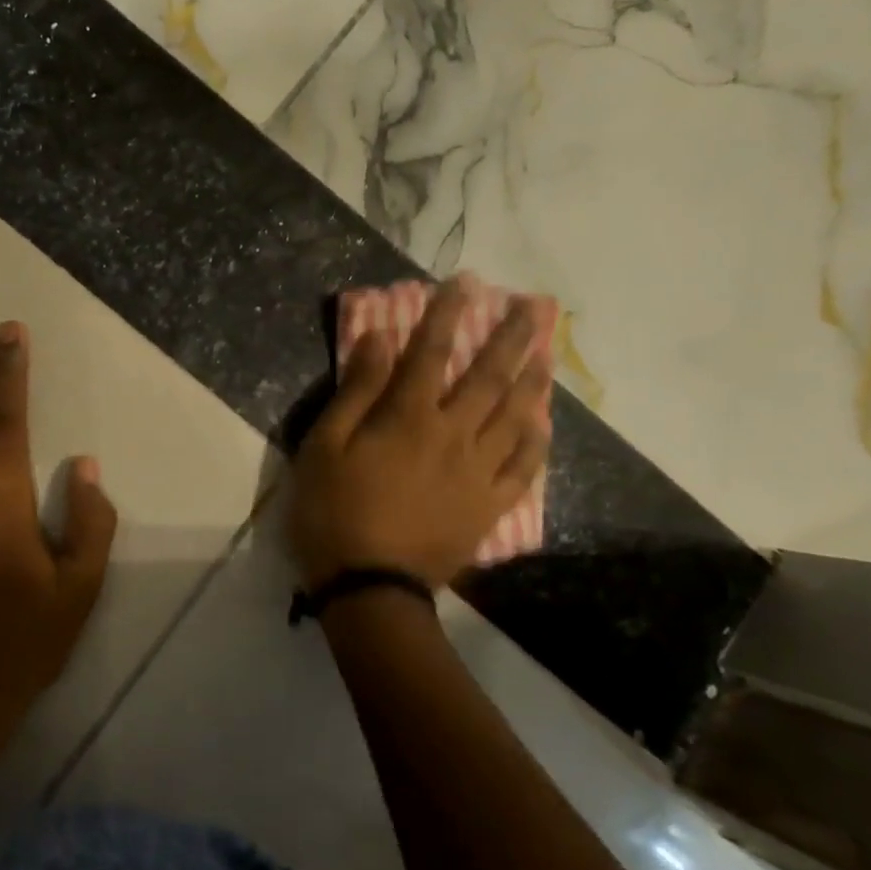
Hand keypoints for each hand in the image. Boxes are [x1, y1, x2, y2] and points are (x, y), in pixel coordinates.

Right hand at [290, 283, 551, 591]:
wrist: (368, 587)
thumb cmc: (333, 511)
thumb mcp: (324, 446)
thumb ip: (356, 391)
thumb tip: (380, 339)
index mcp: (408, 418)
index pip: (431, 353)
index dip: (448, 314)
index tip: (466, 282)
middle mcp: (452, 435)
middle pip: (487, 378)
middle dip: (509, 337)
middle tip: (532, 306)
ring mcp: (477, 473)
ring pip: (514, 417)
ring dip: (531, 380)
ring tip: (546, 352)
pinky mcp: (487, 507)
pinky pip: (522, 469)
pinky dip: (536, 443)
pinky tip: (543, 423)